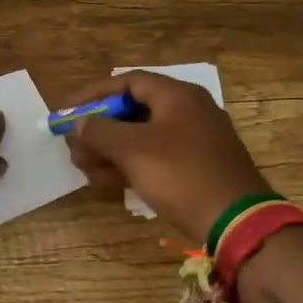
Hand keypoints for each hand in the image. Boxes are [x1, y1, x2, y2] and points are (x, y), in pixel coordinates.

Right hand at [64, 70, 270, 242]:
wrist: (236, 221)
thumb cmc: (181, 174)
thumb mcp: (132, 150)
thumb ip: (99, 131)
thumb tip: (79, 123)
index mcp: (177, 95)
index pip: (127, 82)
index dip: (93, 95)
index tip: (66, 112)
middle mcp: (187, 110)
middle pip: (132, 110)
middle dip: (98, 128)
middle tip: (72, 145)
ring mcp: (194, 140)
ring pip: (141, 136)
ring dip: (109, 150)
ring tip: (83, 167)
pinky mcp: (195, 167)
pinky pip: (154, 157)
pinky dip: (129, 164)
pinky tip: (106, 181)